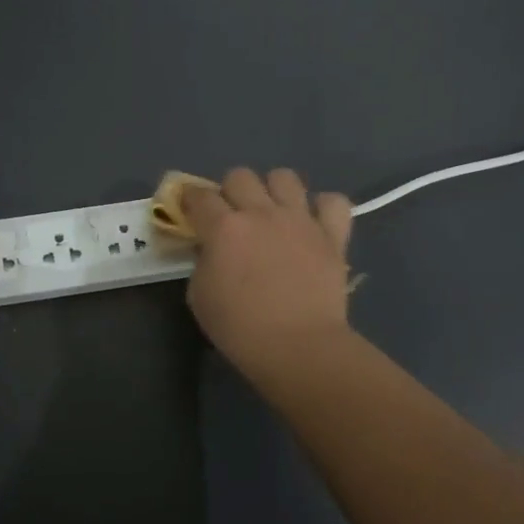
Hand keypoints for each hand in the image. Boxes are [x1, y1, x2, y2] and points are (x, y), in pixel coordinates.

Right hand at [181, 168, 354, 381]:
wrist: (298, 347)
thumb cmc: (240, 328)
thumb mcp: (199, 296)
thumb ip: (202, 262)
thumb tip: (211, 248)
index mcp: (224, 227)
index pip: (199, 195)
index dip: (190, 198)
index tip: (190, 208)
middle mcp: (261, 213)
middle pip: (240, 176)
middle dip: (231, 192)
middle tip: (232, 216)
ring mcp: (300, 220)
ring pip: (284, 177)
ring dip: (274, 190)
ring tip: (273, 213)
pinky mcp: (332, 235)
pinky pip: (333, 202)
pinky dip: (323, 208)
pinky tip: (314, 223)